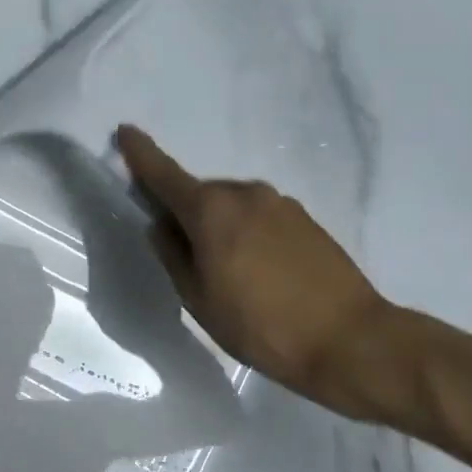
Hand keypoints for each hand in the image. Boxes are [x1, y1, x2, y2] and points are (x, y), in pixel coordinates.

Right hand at [115, 126, 402, 418]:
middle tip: (187, 258)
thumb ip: (173, 255)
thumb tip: (161, 226)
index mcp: (211, 210)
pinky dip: (247, 233)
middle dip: (185, 213)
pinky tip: (259, 272)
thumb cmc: (259, 325)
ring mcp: (280, 203)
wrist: (347, 340)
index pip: (164, 174)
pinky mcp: (306, 219)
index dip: (140, 154)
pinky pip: (260, 217)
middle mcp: (246, 193)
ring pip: (232, 206)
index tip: (124, 132)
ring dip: (220, 227)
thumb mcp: (199, 299)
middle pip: (200, 194)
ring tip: (228, 274)